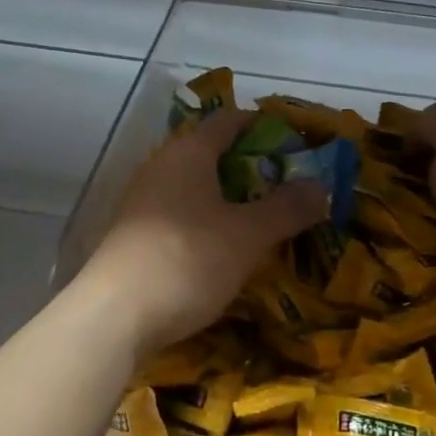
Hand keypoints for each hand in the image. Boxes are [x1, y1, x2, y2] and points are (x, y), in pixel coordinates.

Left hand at [80, 110, 326, 354]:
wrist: (115, 315)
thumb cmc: (188, 259)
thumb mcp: (248, 235)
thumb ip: (287, 208)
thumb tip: (320, 186)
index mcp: (189, 152)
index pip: (229, 121)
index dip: (263, 125)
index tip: (294, 141)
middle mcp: (162, 166)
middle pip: (212, 153)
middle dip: (251, 166)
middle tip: (288, 185)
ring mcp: (143, 201)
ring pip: (195, 186)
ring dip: (229, 197)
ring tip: (263, 218)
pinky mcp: (135, 234)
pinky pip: (180, 213)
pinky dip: (207, 220)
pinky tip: (224, 247)